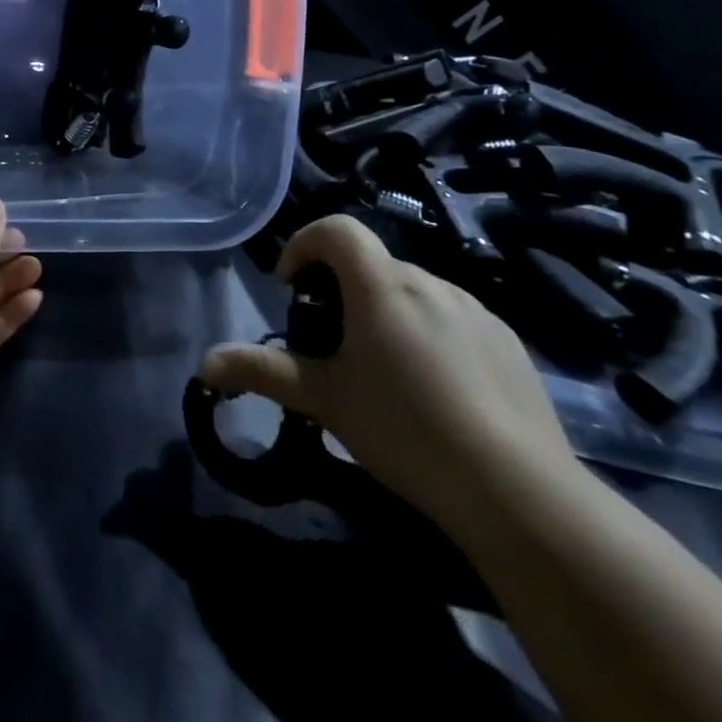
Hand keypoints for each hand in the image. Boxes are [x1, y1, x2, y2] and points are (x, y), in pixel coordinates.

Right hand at [197, 214, 581, 541]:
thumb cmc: (405, 430)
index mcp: (381, 286)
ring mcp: (475, 310)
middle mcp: (429, 282)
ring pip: (414, 292)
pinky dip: (430, 333)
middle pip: (372, 264)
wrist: (518, 492)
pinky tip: (437, 391)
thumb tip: (203, 363)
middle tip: (334, 344)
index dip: (305, 244)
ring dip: (387, 311)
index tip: (293, 287)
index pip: (337, 229)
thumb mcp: (324, 399)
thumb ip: (261, 373)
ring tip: (386, 372)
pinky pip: (453, 318)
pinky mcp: (509, 341)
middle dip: (343, 290)